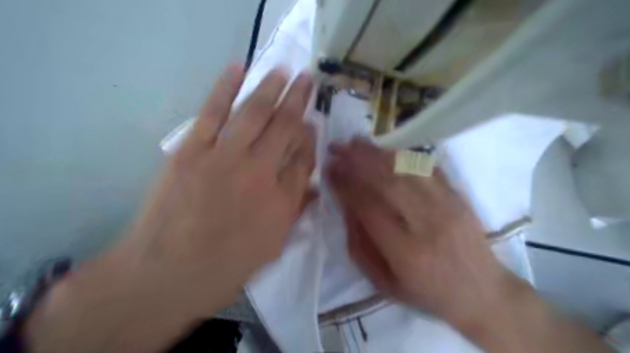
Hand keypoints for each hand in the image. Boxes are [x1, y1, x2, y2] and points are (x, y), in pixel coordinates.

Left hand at [125, 64, 317, 310]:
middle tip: (308, 80)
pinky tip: (239, 68)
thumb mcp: (272, 247)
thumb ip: (295, 212)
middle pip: (285, 128)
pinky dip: (226, 87)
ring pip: (255, 113)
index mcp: (282, 201)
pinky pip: (213, 112)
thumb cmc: (225, 267)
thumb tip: (313, 187)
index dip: (310, 137)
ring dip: (272, 88)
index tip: (313, 123)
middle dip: (299, 101)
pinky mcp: (193, 150)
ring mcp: (225, 158)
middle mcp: (260, 173)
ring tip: (285, 70)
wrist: (165, 275)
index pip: (304, 158)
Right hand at [324, 140, 516, 326]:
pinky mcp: (457, 196)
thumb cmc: (426, 292)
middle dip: (358, 161)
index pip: (368, 207)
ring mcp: (446, 206)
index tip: (330, 170)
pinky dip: (404, 155)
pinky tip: (387, 150)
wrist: (481, 292)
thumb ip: (360, 245)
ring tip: (356, 142)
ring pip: (407, 170)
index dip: (346, 186)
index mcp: (405, 252)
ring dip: (378, 153)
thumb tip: (346, 206)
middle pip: (388, 182)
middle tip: (338, 148)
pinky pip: (428, 168)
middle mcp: (427, 224)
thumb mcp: (383, 282)